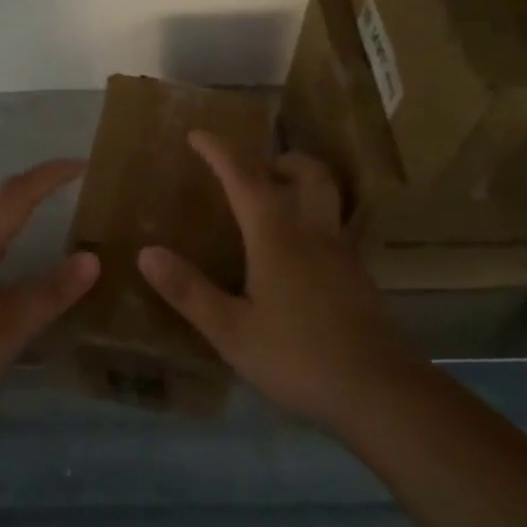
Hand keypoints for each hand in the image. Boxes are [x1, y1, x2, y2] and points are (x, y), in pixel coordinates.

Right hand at [138, 133, 415, 427]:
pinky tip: (298, 258)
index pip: (243, 175)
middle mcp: (313, 230)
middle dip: (279, 160)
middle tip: (253, 173)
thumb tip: (146, 253)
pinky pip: (334, 227)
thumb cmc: (298, 357)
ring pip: (326, 196)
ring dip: (301, 184)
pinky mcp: (359, 276)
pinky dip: (312, 220)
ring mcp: (342, 252)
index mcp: (276, 234)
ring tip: (274, 207)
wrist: (380, 391)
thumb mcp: (231, 331)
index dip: (219, 150)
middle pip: (306, 171)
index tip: (197, 134)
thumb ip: (189, 291)